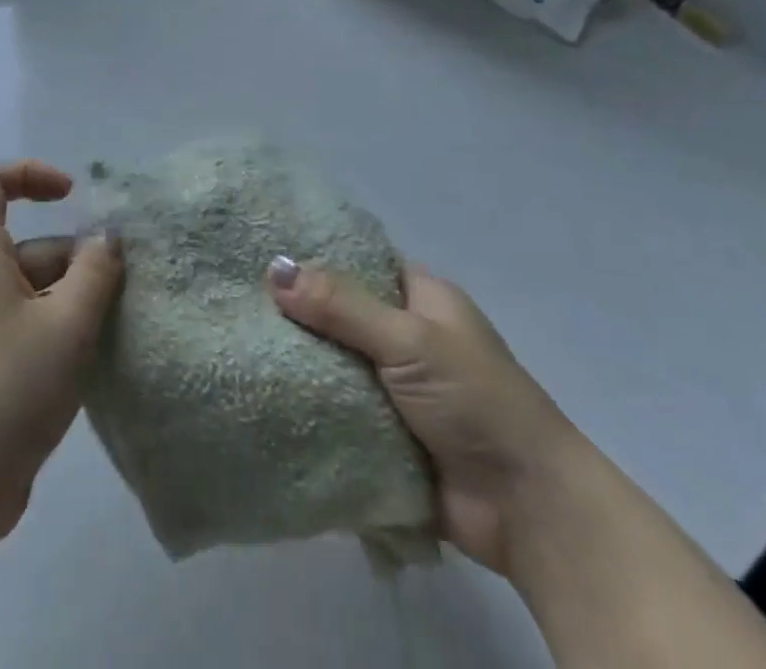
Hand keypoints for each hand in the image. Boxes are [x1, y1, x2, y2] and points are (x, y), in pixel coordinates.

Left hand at [0, 161, 122, 548]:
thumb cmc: (8, 387)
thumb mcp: (67, 323)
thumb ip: (95, 272)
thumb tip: (105, 239)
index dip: (29, 175)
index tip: (71, 196)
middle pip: (27, 244)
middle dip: (75, 258)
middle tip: (118, 289)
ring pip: (34, 289)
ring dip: (75, 299)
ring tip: (115, 328)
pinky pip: (30, 325)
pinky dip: (61, 330)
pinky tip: (94, 360)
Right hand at [268, 257, 579, 577]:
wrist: (529, 510)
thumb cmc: (477, 401)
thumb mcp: (409, 340)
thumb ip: (341, 306)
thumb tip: (273, 269)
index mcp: (422, 298)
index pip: (358, 262)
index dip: (314, 258)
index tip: (261, 255)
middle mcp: (407, 335)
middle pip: (339, 314)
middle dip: (298, 315)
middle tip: (239, 306)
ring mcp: (396, 387)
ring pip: (334, 363)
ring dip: (301, 364)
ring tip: (236, 346)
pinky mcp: (386, 434)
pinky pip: (337, 409)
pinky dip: (310, 407)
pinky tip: (262, 396)